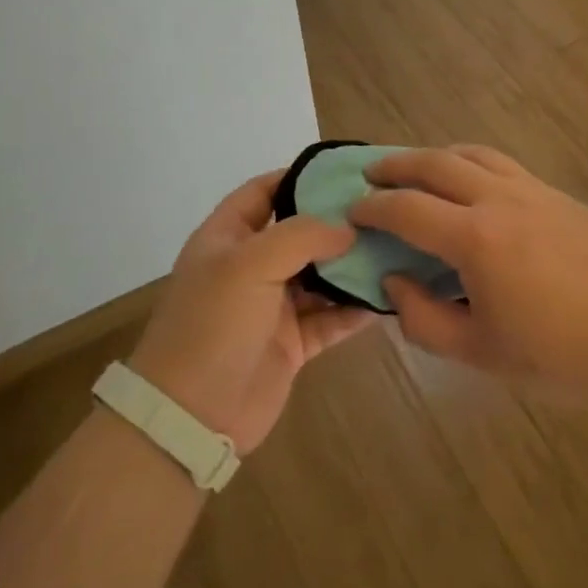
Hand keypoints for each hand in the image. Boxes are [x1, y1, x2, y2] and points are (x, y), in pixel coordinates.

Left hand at [129, 170, 375, 452]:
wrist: (192, 416)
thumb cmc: (214, 324)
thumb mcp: (250, 264)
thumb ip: (302, 236)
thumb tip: (348, 228)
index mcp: (227, 238)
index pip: (264, 191)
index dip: (299, 177)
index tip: (346, 171)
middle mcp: (250, 267)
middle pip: (299, 233)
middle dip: (337, 223)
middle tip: (385, 210)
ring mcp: (272, 306)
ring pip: (320, 276)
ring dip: (351, 266)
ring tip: (395, 248)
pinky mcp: (292, 344)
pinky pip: (330, 318)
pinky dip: (355, 309)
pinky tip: (387, 297)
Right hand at [351, 146, 587, 402]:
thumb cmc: (561, 355)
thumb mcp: (480, 353)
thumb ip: (424, 319)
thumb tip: (394, 281)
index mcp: (474, 239)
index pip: (407, 210)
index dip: (372, 208)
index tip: (351, 211)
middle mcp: (499, 200)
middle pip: (435, 164)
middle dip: (395, 165)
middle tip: (370, 174)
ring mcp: (533, 191)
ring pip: (471, 154)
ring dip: (434, 156)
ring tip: (416, 170)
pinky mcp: (558, 195)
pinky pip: (502, 164)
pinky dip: (471, 163)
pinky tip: (470, 184)